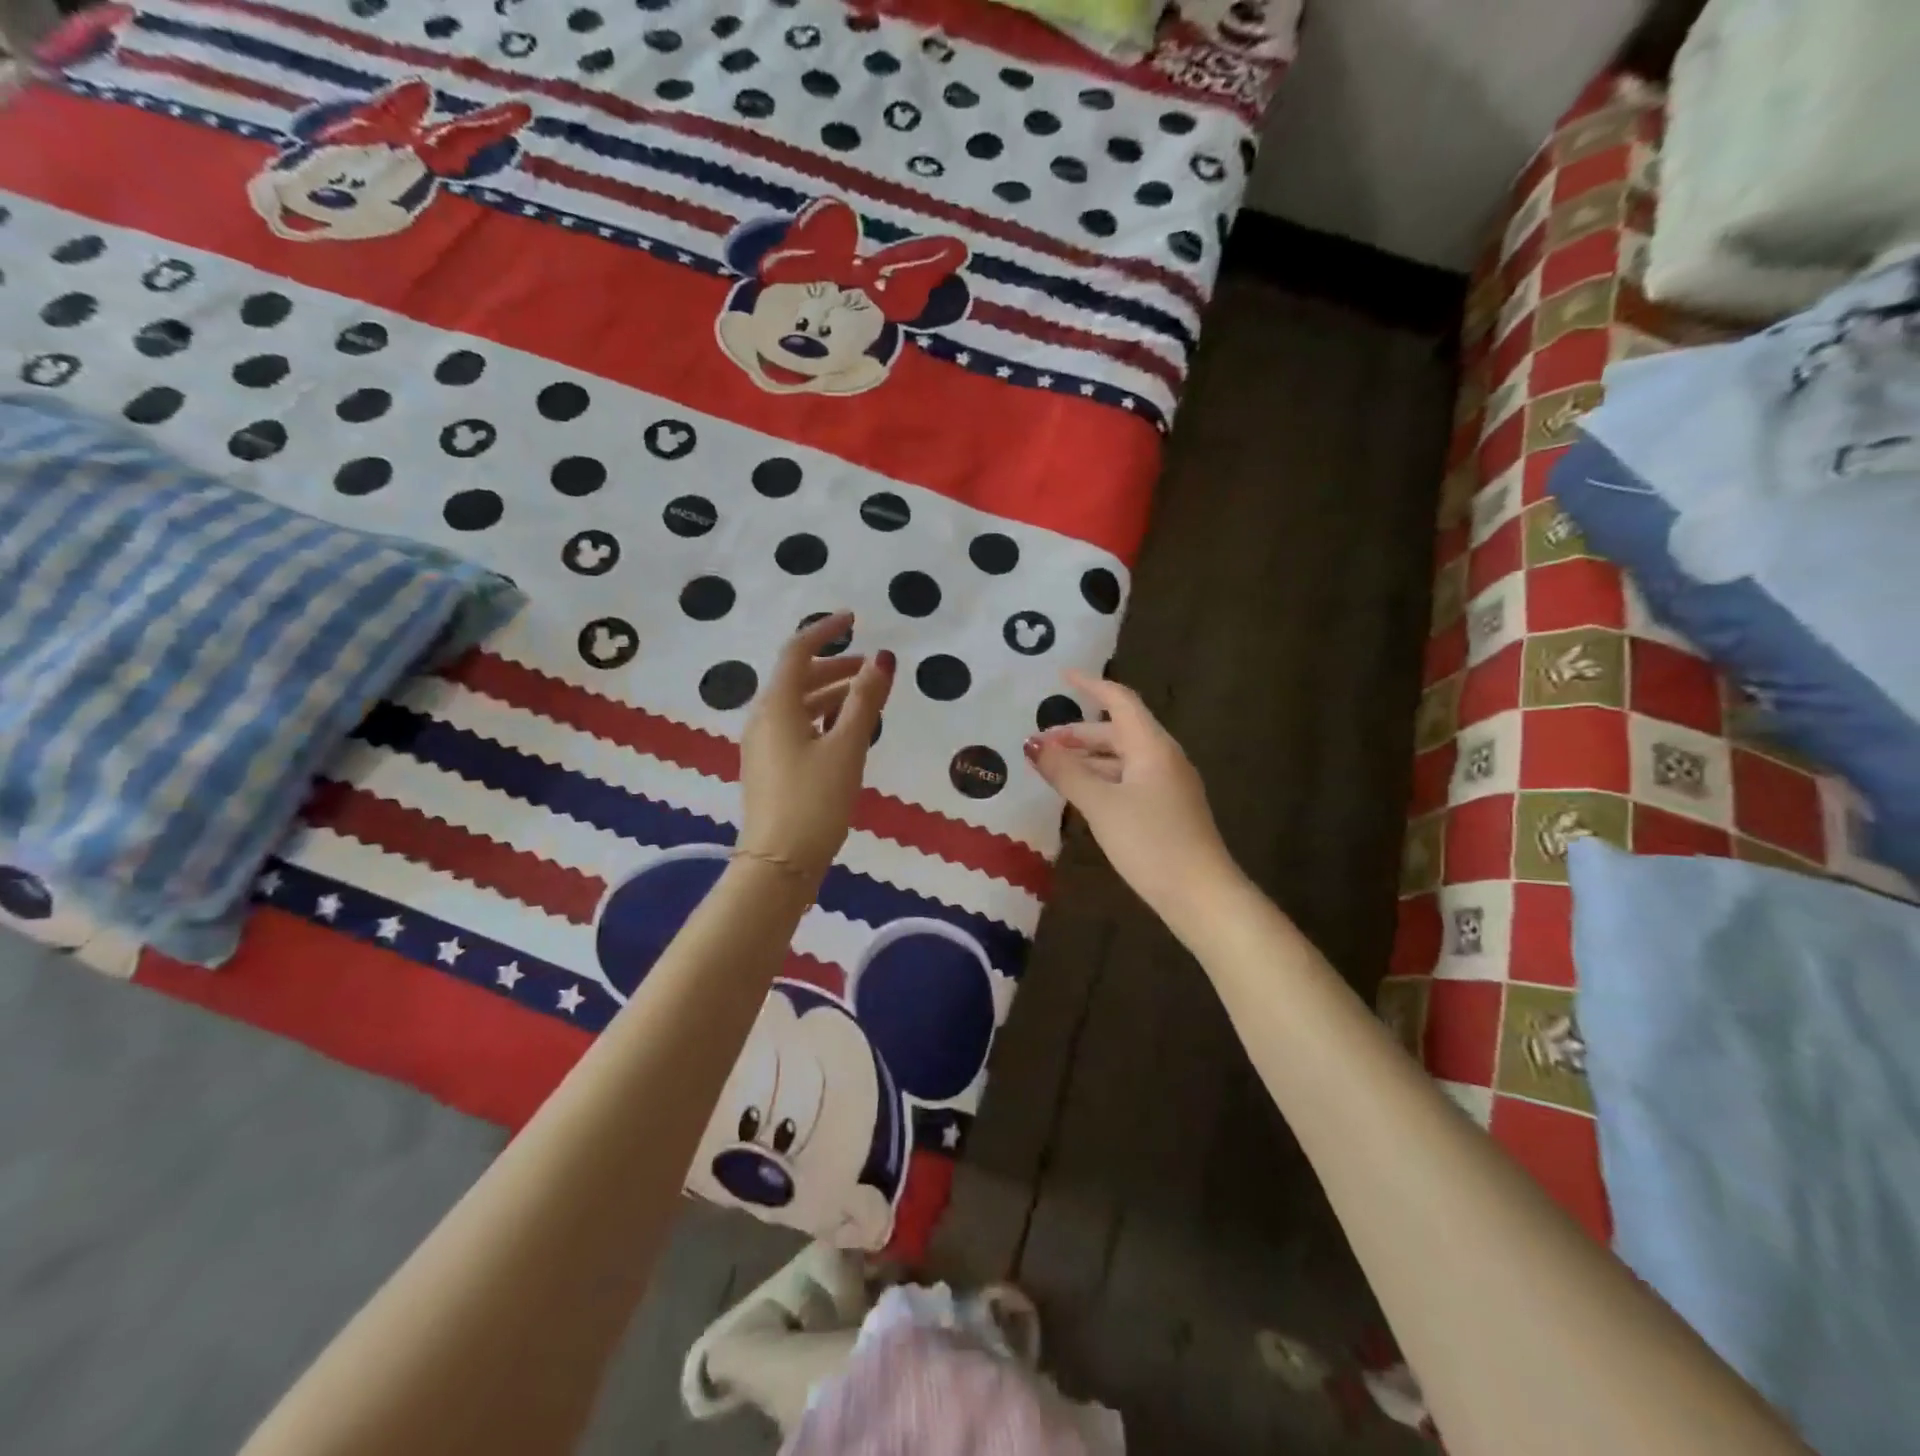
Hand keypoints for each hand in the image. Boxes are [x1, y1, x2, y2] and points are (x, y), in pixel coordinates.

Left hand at [738, 612, 894, 883]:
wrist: (779, 864)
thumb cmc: (815, 801)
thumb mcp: (847, 748)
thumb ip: (865, 701)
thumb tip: (883, 658)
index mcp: (777, 706)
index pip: (797, 652)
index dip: (825, 631)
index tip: (855, 620)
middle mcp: (763, 719)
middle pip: (797, 678)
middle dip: (834, 667)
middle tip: (872, 671)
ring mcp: (762, 745)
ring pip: (797, 705)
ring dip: (830, 695)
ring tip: (866, 701)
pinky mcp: (768, 768)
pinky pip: (795, 728)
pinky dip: (821, 719)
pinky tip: (844, 734)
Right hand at [1025, 671, 1239, 924]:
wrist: (1200, 894)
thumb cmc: (1150, 842)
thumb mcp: (1101, 805)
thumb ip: (1066, 772)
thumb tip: (1033, 745)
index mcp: (1152, 746)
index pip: (1119, 700)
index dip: (1090, 685)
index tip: (1061, 676)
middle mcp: (1162, 757)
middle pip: (1117, 731)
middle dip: (1078, 733)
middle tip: (1040, 743)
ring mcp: (1167, 785)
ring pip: (1121, 759)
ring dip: (1087, 758)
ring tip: (1052, 769)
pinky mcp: (1166, 809)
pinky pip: (1128, 780)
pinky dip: (1101, 779)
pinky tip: (1080, 795)